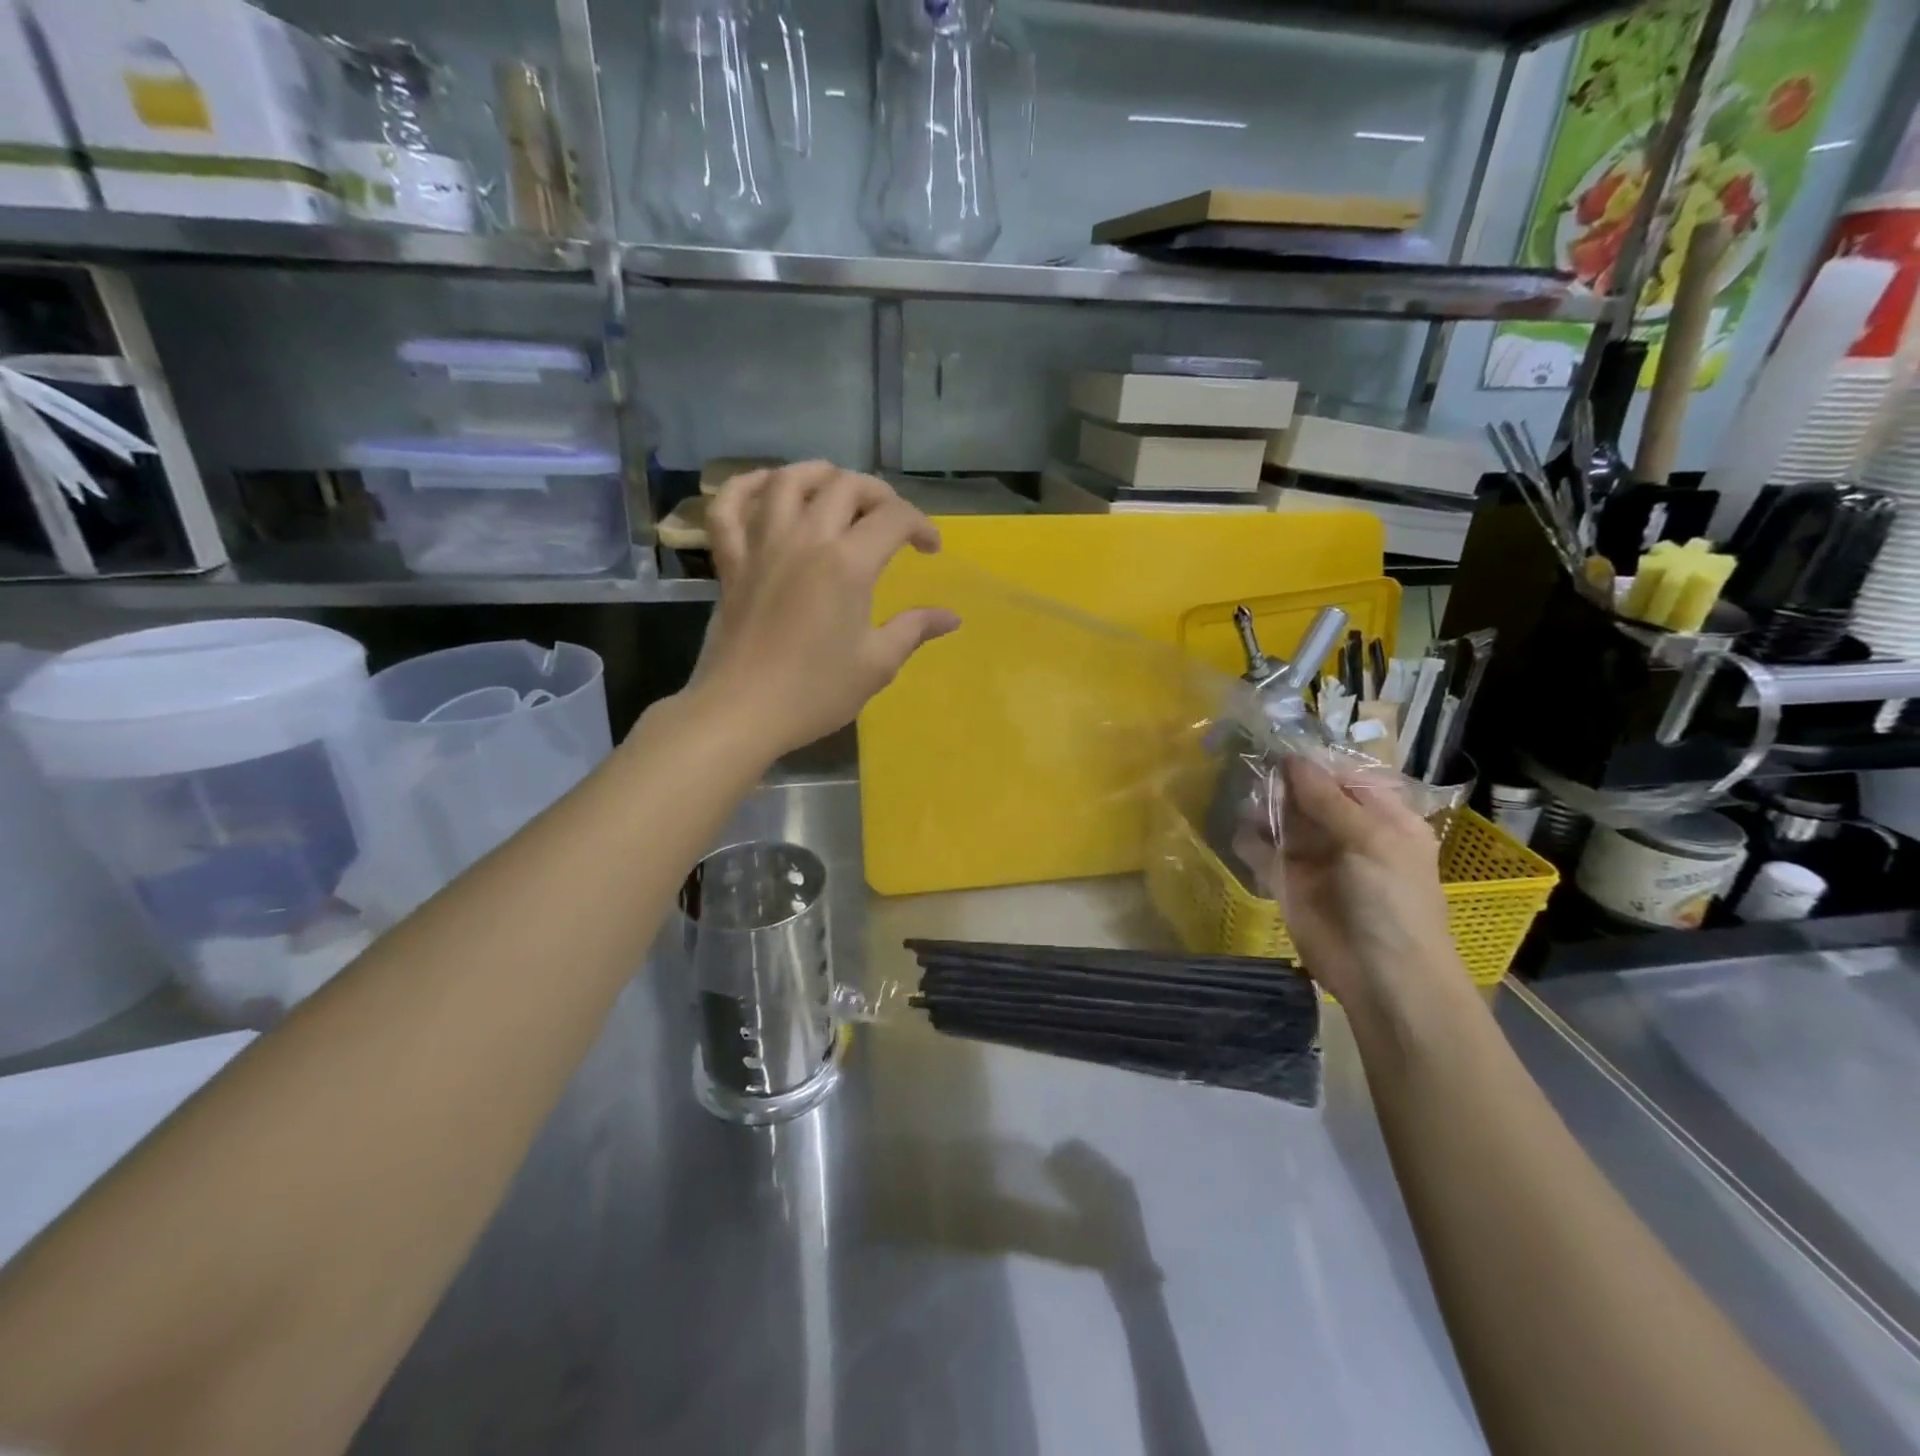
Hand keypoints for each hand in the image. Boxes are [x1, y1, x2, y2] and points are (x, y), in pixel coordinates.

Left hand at [693, 463, 960, 758]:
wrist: (742, 711)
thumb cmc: (815, 691)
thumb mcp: (876, 664)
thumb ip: (914, 630)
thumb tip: (951, 617)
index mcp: (847, 564)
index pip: (893, 518)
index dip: (920, 525)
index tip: (931, 550)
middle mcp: (805, 539)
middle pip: (844, 486)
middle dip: (878, 494)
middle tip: (891, 520)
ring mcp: (762, 546)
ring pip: (787, 481)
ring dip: (818, 474)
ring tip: (837, 487)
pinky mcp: (731, 562)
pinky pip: (728, 507)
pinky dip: (745, 486)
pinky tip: (766, 486)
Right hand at [1239, 755, 1462, 1019]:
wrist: (1382, 977)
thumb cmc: (1392, 901)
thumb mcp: (1371, 839)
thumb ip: (1327, 799)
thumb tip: (1292, 759)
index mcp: (1382, 818)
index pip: (1344, 776)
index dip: (1314, 762)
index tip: (1279, 745)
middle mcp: (1347, 833)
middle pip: (1307, 795)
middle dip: (1282, 783)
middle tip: (1255, 770)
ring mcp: (1315, 858)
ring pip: (1281, 819)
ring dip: (1263, 808)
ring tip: (1248, 803)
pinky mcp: (1286, 882)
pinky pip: (1262, 851)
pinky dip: (1249, 840)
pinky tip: (1244, 834)